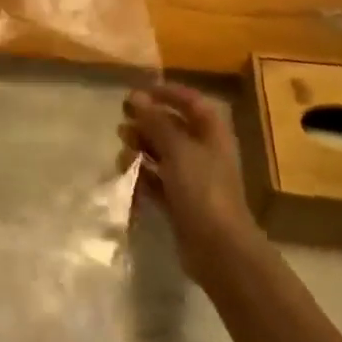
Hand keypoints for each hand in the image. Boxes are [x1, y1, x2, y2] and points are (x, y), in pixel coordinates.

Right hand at [118, 82, 252, 285]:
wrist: (218, 249)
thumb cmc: (202, 189)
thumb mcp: (177, 149)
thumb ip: (155, 121)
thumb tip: (136, 96)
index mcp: (211, 134)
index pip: (191, 102)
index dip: (167, 93)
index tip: (139, 92)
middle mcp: (203, 152)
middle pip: (172, 127)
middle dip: (147, 123)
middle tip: (123, 123)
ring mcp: (192, 179)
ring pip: (161, 154)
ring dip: (140, 150)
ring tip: (123, 154)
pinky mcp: (180, 202)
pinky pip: (156, 181)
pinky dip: (142, 177)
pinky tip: (127, 177)